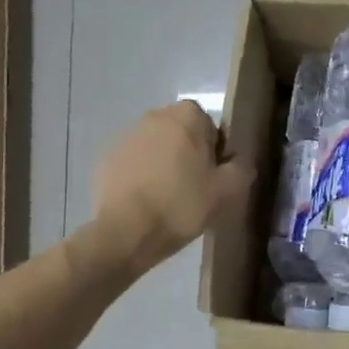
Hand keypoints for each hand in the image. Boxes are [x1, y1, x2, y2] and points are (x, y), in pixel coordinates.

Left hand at [92, 102, 252, 271]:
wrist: (126, 232)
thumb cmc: (182, 204)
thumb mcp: (228, 190)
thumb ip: (242, 167)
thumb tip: (240, 160)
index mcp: (186, 116)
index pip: (209, 124)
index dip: (214, 148)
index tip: (214, 174)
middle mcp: (153, 116)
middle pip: (180, 132)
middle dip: (188, 152)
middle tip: (195, 185)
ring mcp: (126, 137)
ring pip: (156, 146)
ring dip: (163, 163)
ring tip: (168, 196)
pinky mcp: (106, 159)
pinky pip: (134, 162)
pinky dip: (141, 175)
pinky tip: (146, 201)